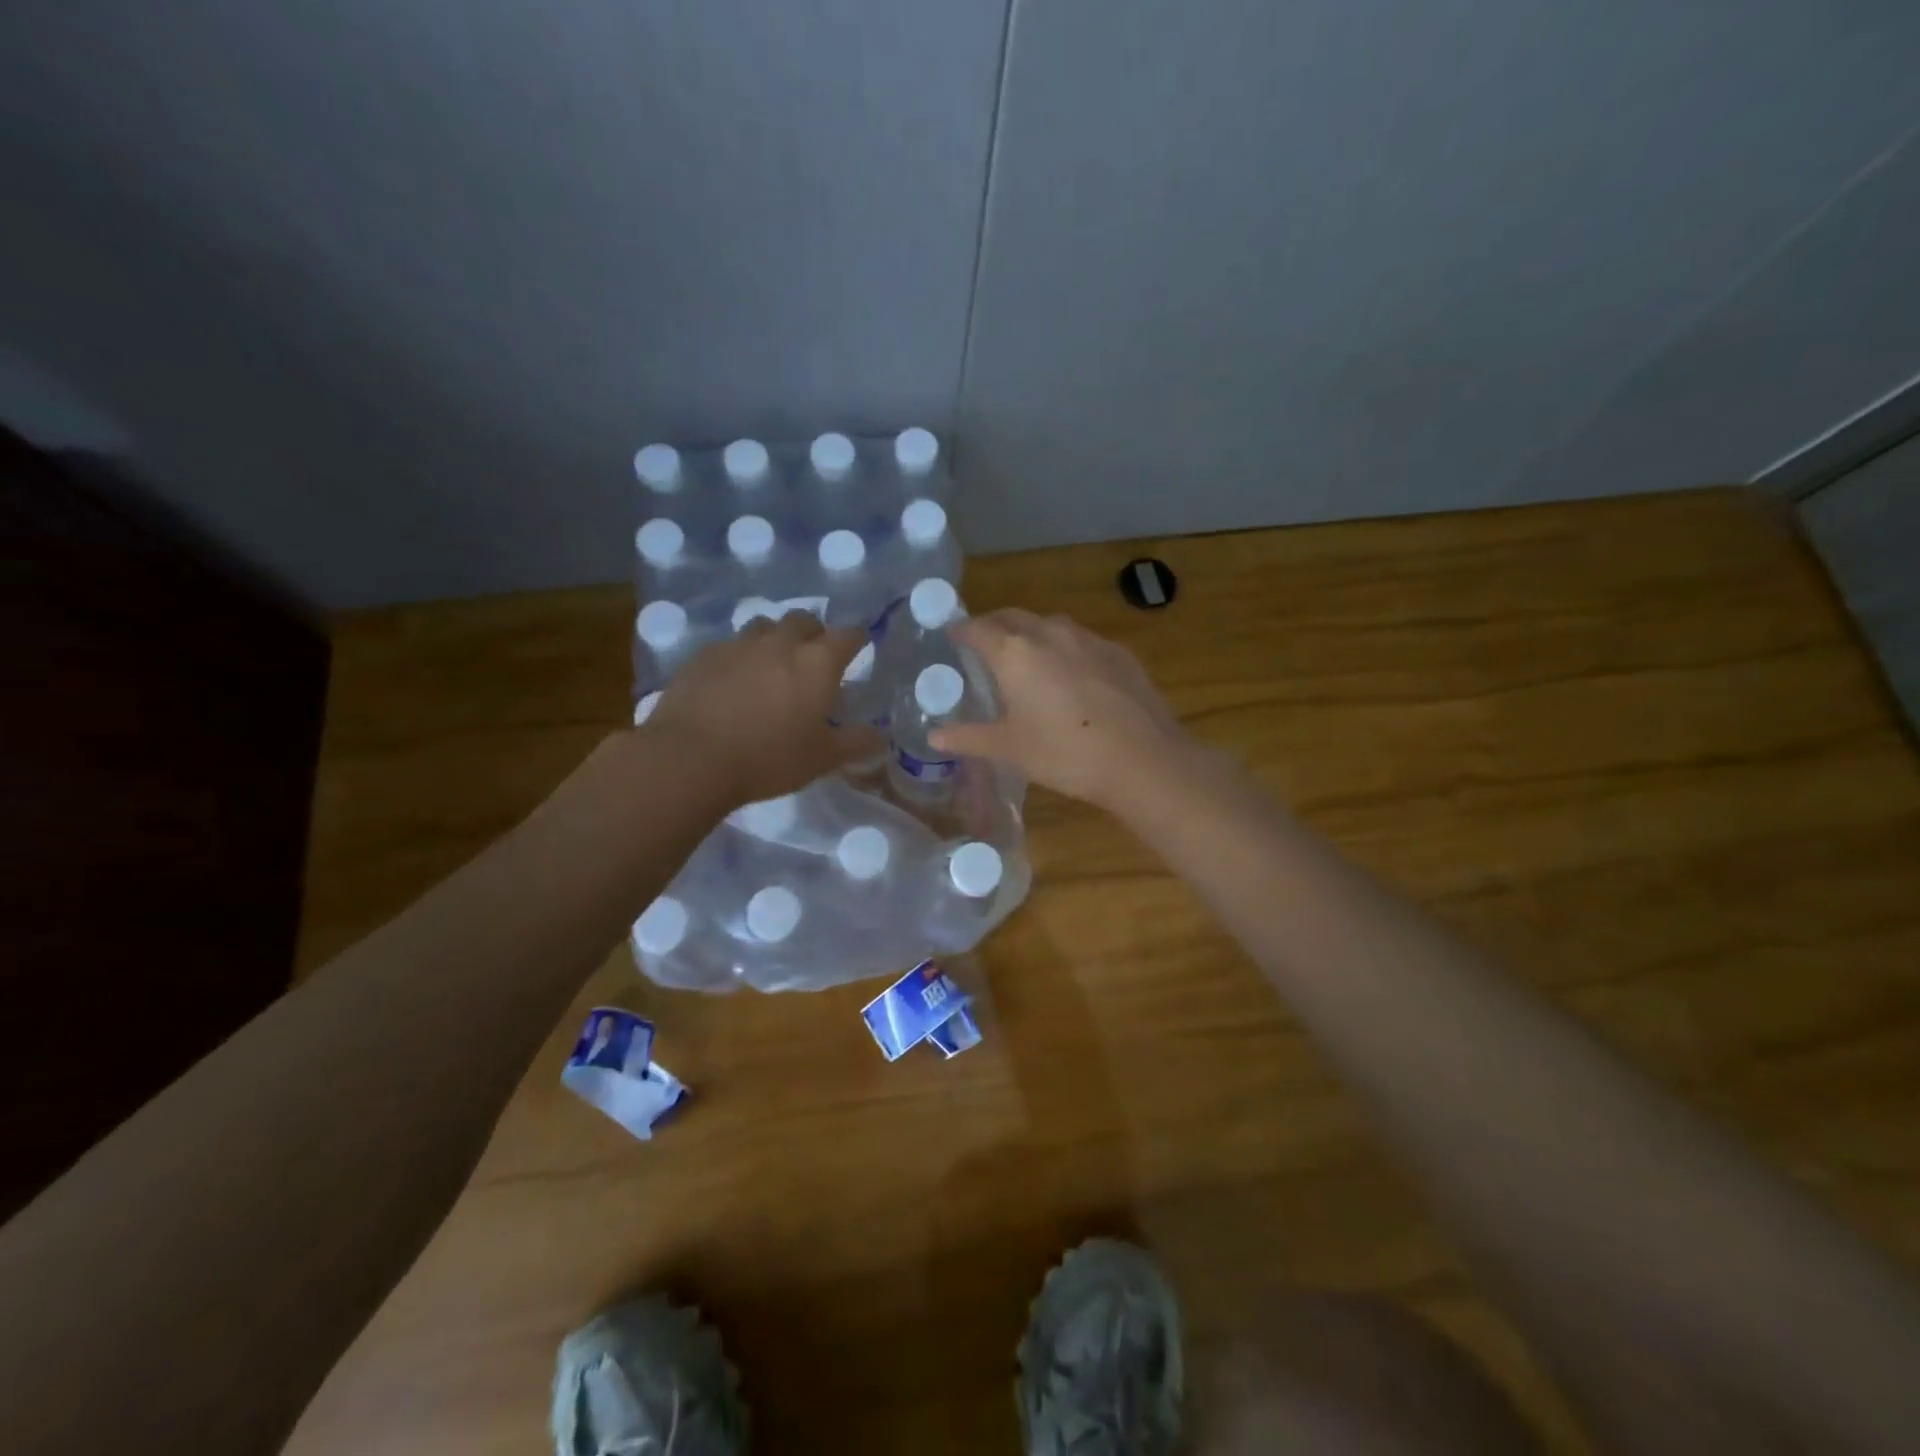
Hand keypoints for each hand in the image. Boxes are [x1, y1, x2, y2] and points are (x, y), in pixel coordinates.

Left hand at [645, 613, 880, 805]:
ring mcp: (738, 644)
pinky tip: (733, 682)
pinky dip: (740, 657)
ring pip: (764, 626)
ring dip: (775, 638)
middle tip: (814, 658)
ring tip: (772, 666)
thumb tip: (881, 735)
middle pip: (805, 619)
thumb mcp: (823, 759)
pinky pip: (730, 645)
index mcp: (817, 662)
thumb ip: (856, 743)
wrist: (691, 758)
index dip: (857, 639)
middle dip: (814, 633)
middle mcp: (781, 642)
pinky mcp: (703, 655)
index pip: (849, 635)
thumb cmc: (770, 758)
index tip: (859, 648)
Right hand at [930, 610, 1190, 809]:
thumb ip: (969, 737)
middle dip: (995, 625)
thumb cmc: (1064, 753)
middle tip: (985, 644)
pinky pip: (1082, 641)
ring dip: (1032, 633)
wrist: (1141, 759)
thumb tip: (935, 735)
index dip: (962, 630)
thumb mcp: (1009, 749)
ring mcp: (1089, 639)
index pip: (978, 628)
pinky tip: (1073, 676)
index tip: (953, 636)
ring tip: (1028, 658)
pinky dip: (1066, 649)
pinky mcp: (1119, 652)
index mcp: (1014, 652)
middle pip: (1014, 617)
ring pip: (1051, 625)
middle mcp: (1049, 634)